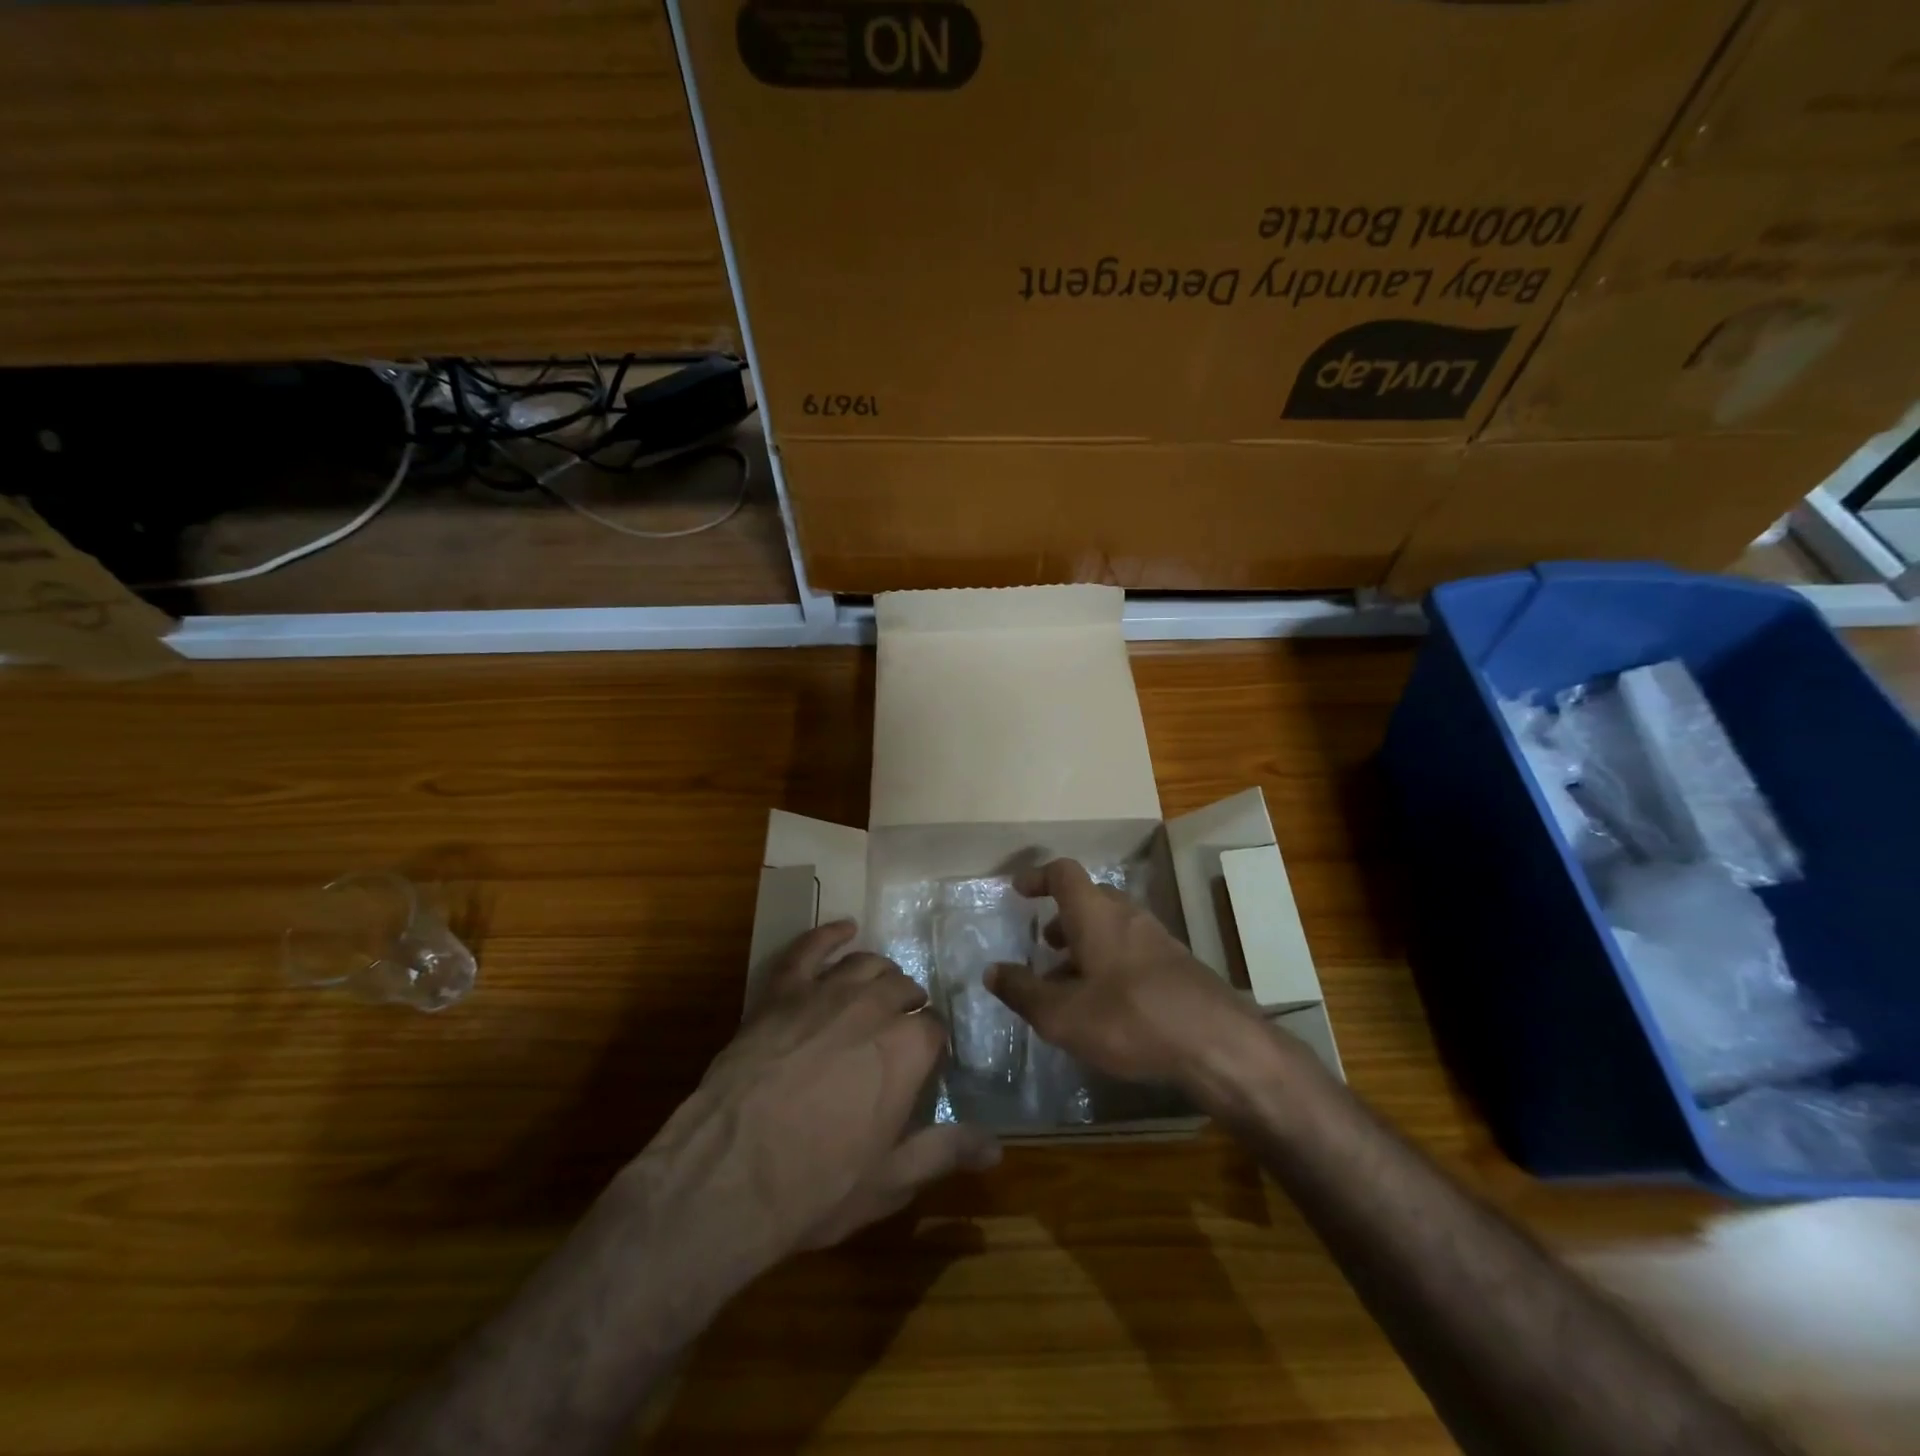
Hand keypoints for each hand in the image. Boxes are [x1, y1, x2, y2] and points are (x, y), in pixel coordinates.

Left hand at [635, 921, 999, 1278]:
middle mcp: (874, 1005)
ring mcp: (825, 991)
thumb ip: (945, 1152)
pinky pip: (810, 948)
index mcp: (908, 1046)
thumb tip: (997, 1149)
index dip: (931, 1046)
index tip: (924, 1065)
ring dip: (880, 973)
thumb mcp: (889, 1181)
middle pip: (904, 987)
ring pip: (866, 964)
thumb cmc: (816, 1184)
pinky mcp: (781, 990)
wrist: (728, 1174)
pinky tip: (844, 928)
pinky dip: (830, 934)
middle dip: (908, 1005)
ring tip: (880, 988)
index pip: (935, 1028)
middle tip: (899, 1031)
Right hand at [986, 858, 1264, 1092]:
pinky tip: (1107, 1002)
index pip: (1063, 873)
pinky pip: (1133, 948)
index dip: (1039, 877)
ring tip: (1069, 981)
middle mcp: (1127, 915)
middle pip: (1090, 898)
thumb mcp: (1062, 1015)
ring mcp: (1157, 938)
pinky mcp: (1177, 965)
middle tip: (1044, 944)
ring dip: (1086, 943)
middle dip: (1063, 917)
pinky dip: (1111, 961)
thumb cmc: (1129, 1019)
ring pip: (1113, 926)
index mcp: (1095, 914)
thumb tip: (992, 971)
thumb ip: (1023, 991)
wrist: (1216, 1043)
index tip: (1020, 891)